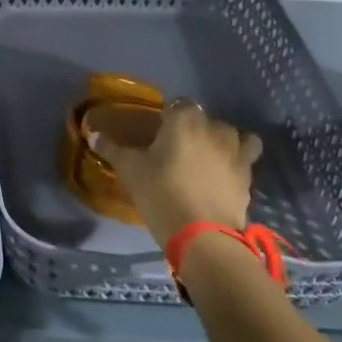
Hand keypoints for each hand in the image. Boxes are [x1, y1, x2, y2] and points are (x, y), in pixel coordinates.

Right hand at [89, 99, 262, 248]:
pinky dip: (237, 162)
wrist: (203, 237)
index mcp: (184, 120)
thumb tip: (92, 134)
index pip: (178, 104)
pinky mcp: (248, 176)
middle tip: (177, 149)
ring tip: (207, 158)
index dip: (168, 116)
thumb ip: (112, 149)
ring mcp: (236, 152)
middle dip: (194, 128)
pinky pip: (246, 159)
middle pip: (205, 119)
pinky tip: (224, 175)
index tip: (158, 132)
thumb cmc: (161, 194)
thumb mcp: (131, 171)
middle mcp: (214, 128)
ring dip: (221, 142)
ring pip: (233, 136)